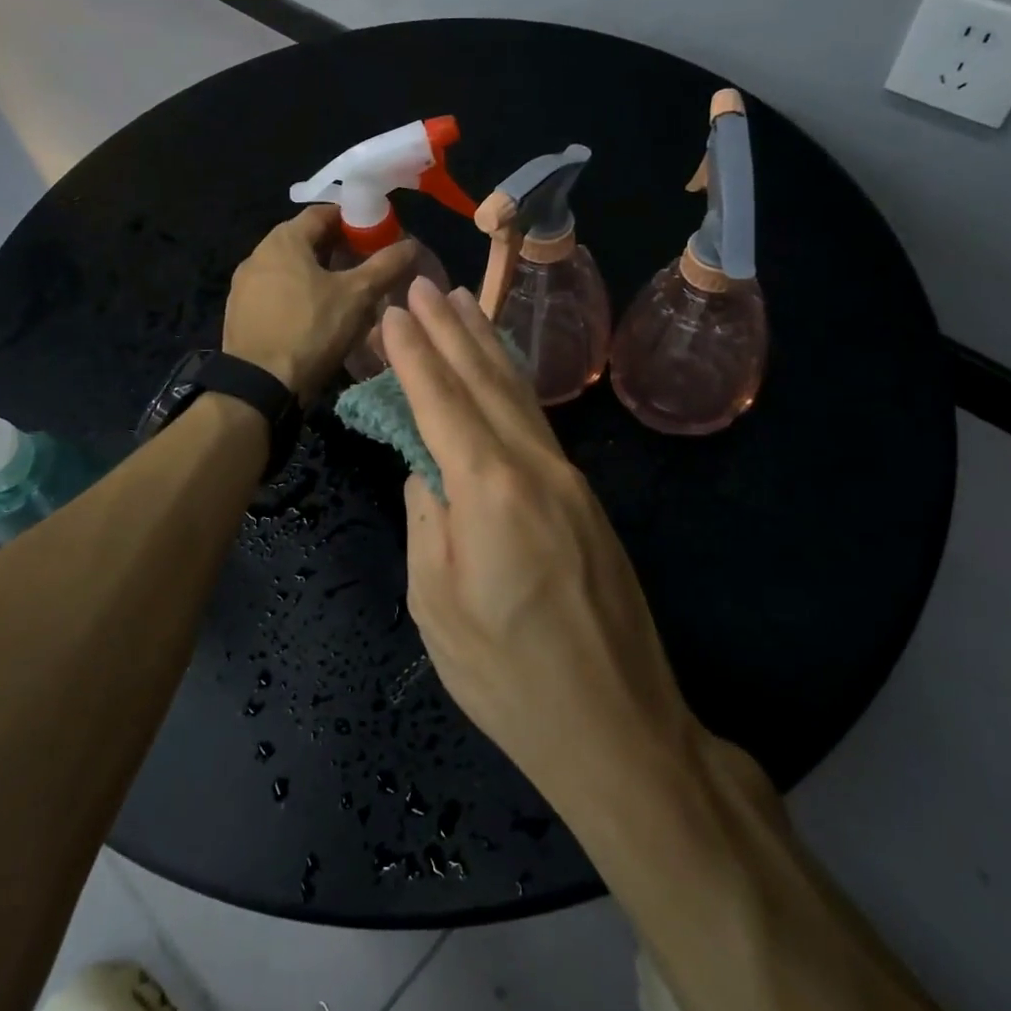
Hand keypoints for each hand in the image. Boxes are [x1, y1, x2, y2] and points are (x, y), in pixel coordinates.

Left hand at [223, 207, 415, 403]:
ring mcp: (244, 285)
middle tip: (367, 267)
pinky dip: (299, 295)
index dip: (353, 220)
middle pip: (306, 241)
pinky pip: (276, 293)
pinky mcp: (240, 312)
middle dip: (338, 249)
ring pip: (290, 269)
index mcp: (284, 240)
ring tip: (346, 295)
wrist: (258, 385)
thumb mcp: (356, 296)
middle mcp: (258, 254)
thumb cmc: (310, 330)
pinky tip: (316, 318)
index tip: (377, 236)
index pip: (323, 213)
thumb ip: (385, 266)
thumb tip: (411, 244)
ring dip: (318, 274)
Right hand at [382, 278, 768, 815]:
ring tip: (465, 302)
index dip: (415, 354)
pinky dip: (513, 384)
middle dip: (451, 330)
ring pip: (519, 395)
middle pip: (485, 382)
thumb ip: (426, 521)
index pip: (441, 402)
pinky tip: (503, 370)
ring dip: (487, 345)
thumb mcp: (436, 604)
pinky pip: (538, 422)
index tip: (394, 311)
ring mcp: (567, 480)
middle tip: (425, 285)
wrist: (616, 725)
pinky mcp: (584, 499)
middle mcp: (534, 468)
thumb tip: (425, 471)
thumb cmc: (508, 677)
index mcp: (489, 491)